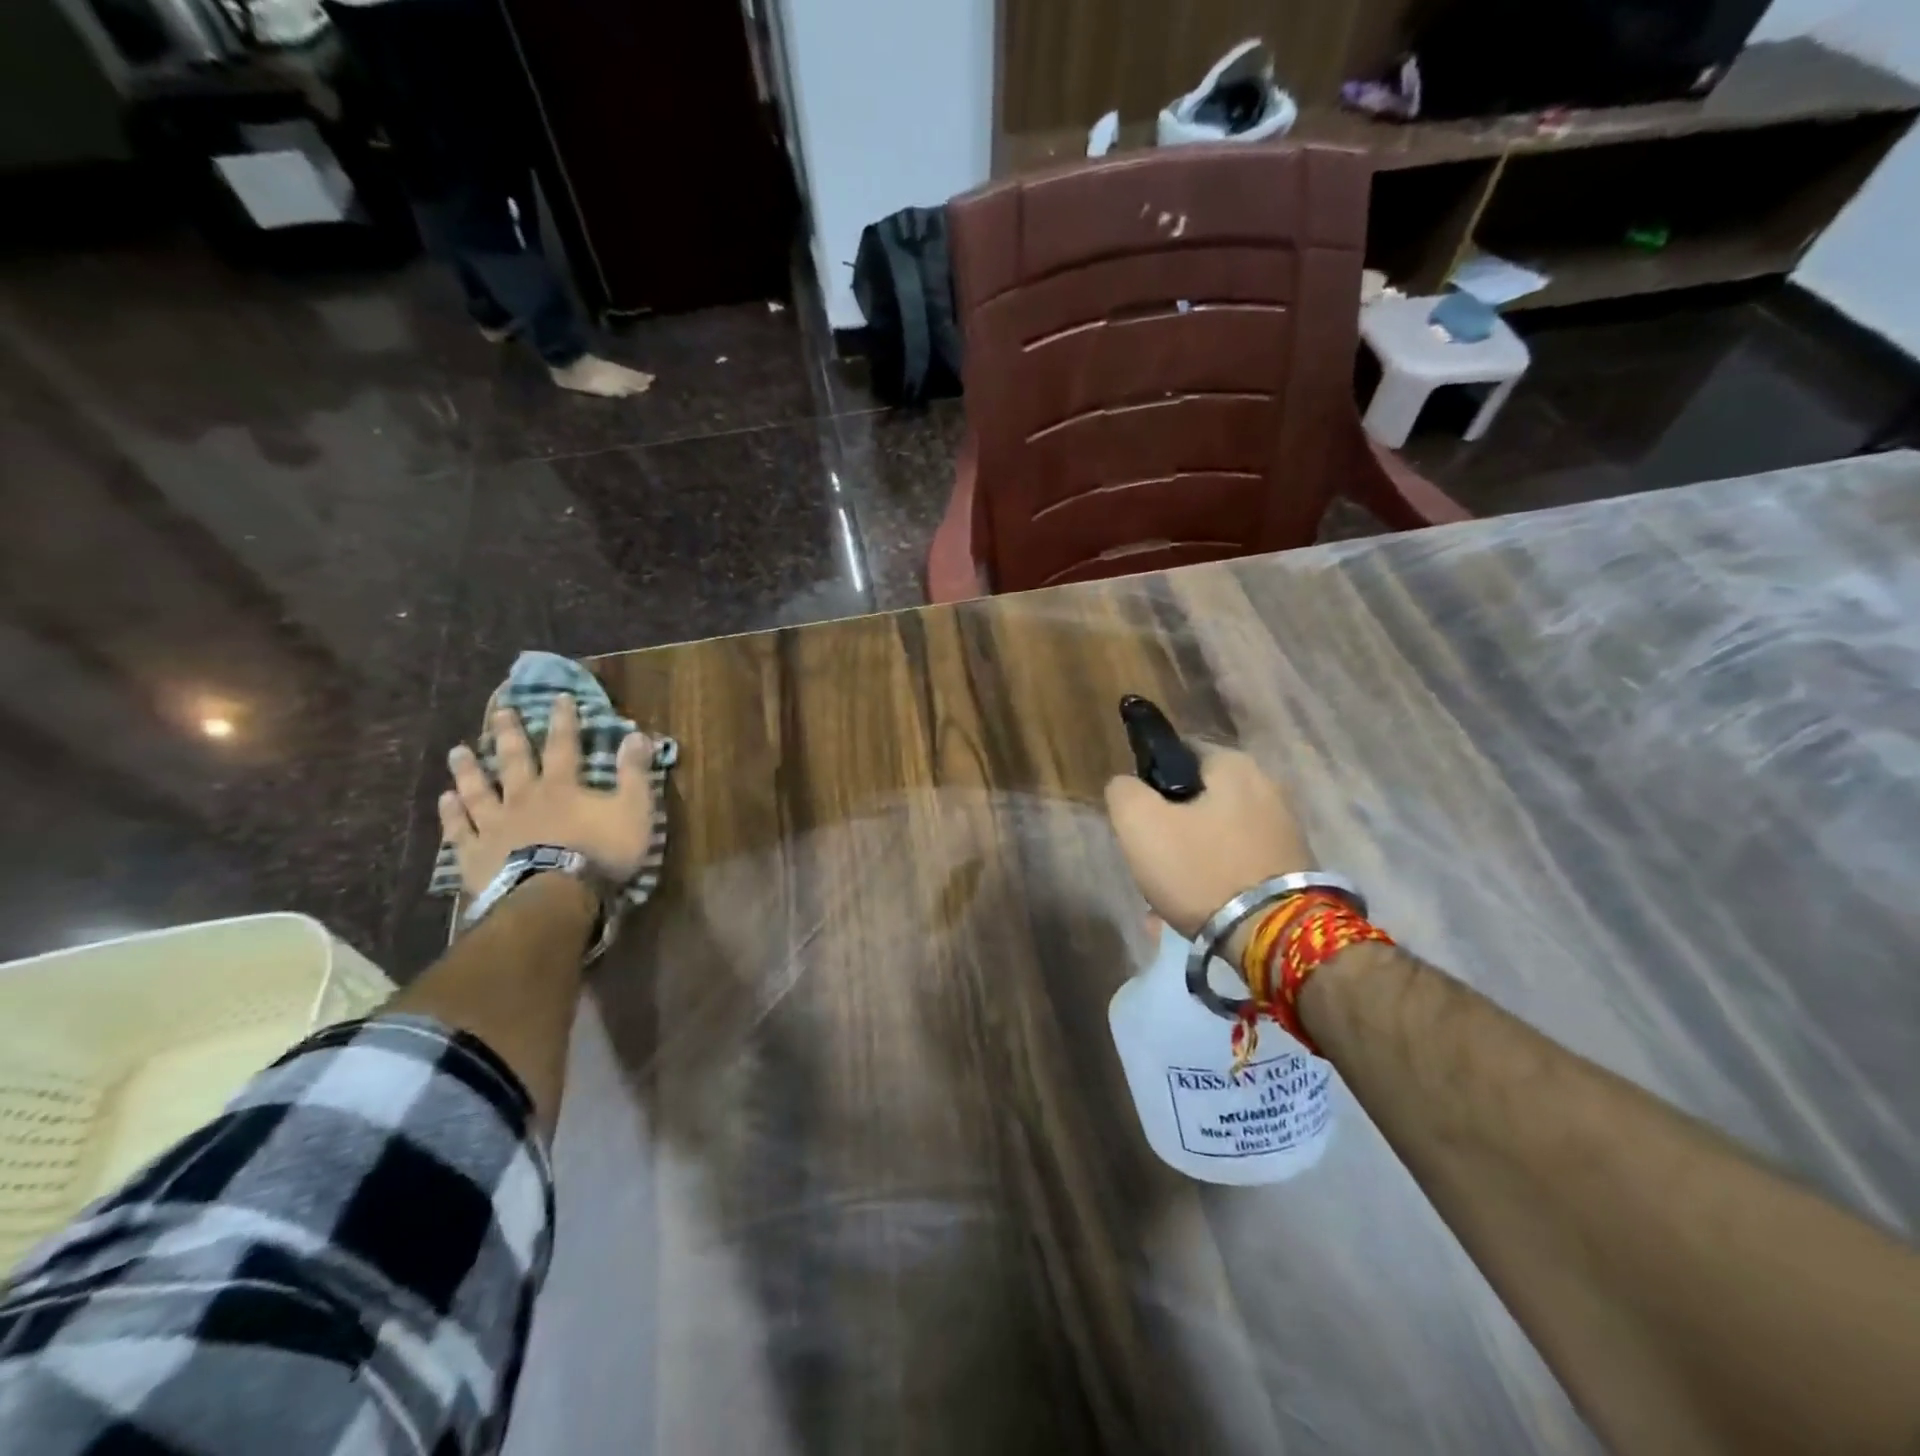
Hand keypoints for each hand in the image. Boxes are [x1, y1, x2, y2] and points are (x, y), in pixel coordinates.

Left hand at [438, 693, 655, 896]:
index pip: (564, 745)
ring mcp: (494, 825)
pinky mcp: (475, 854)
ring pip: (478, 790)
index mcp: (562, 786)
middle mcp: (524, 797)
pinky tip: (445, 799)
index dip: (564, 720)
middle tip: (499, 712)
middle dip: (509, 734)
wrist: (552, 897)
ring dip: (469, 769)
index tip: (559, 697)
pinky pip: (460, 829)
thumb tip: (638, 735)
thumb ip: (634, 773)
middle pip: (514, 760)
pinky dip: (452, 813)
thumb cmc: (599, 853)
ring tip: (457, 751)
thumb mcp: (633, 811)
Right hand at [1104, 747, 1313, 938]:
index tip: (1139, 816)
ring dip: (1191, 856)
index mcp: (1234, 765)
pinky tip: (1199, 904)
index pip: (1179, 752)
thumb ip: (1124, 792)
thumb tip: (1127, 786)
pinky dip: (1217, 877)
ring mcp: (1285, 828)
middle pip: (1198, 798)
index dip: (1150, 781)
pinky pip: (1238, 862)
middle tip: (1151, 858)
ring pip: (1216, 834)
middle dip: (1172, 825)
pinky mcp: (1293, 866)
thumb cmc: (1201, 869)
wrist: (1274, 937)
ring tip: (1170, 892)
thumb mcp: (1140, 824)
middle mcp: (1267, 786)